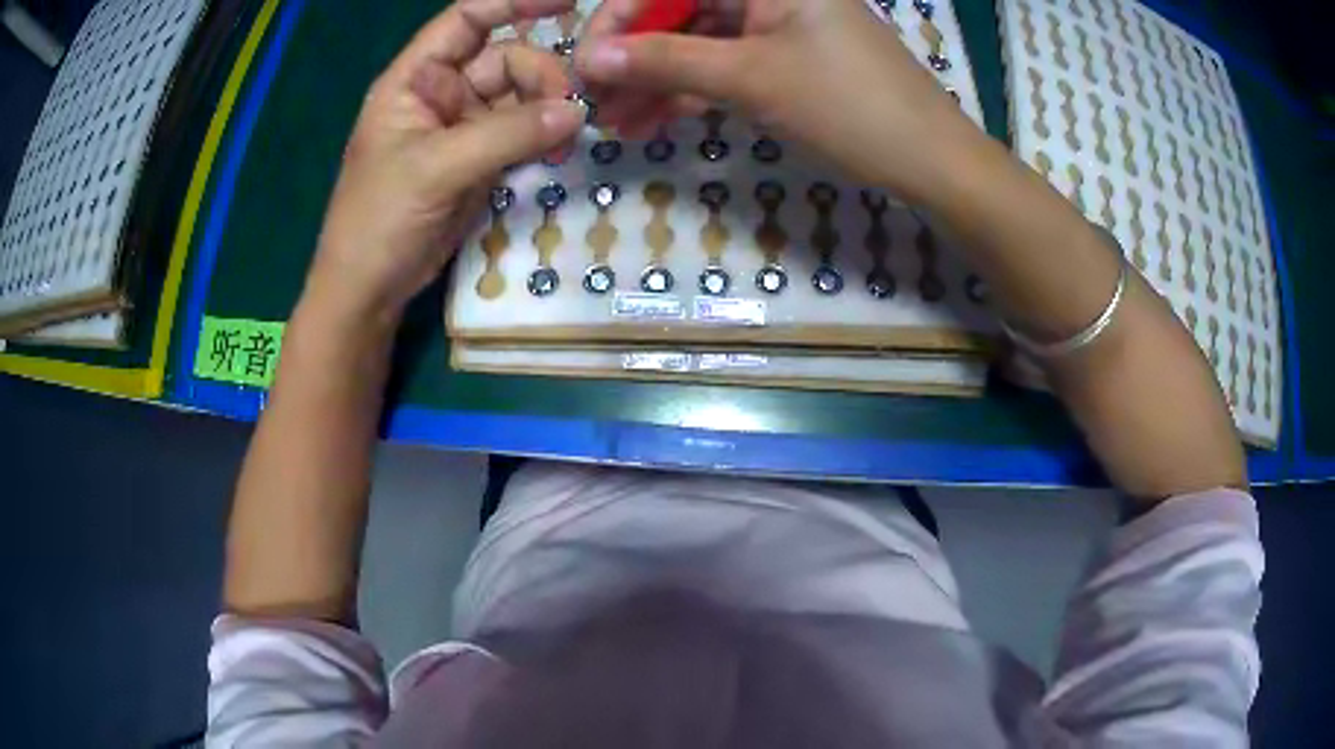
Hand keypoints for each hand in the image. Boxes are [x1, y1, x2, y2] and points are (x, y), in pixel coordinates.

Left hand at [306, 0, 585, 324]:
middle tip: (567, 113)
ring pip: (521, 96)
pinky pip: (522, 131)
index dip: (513, 3)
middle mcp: (441, 93)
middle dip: (541, 76)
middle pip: (507, 58)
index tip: (568, 4)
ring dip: (548, 109)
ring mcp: (463, 126)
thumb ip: (506, 135)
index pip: (467, 20)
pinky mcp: (480, 158)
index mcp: (415, 79)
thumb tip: (576, 112)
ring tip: (564, 138)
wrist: (370, 288)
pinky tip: (557, 149)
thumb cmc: (378, 220)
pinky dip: (543, 136)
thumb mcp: (436, 168)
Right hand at [575, 0, 974, 202]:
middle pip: (680, 12)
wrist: (931, 161)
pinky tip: (654, 122)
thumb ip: (666, 61)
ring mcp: (778, 24)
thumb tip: (593, 59)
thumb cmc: (850, 106)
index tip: (584, 67)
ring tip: (617, 126)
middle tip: (596, 105)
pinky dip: (691, 92)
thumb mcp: (751, 78)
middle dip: (635, 58)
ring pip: (699, 43)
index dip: (618, 21)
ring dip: (656, 81)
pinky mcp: (786, 58)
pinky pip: (725, 65)